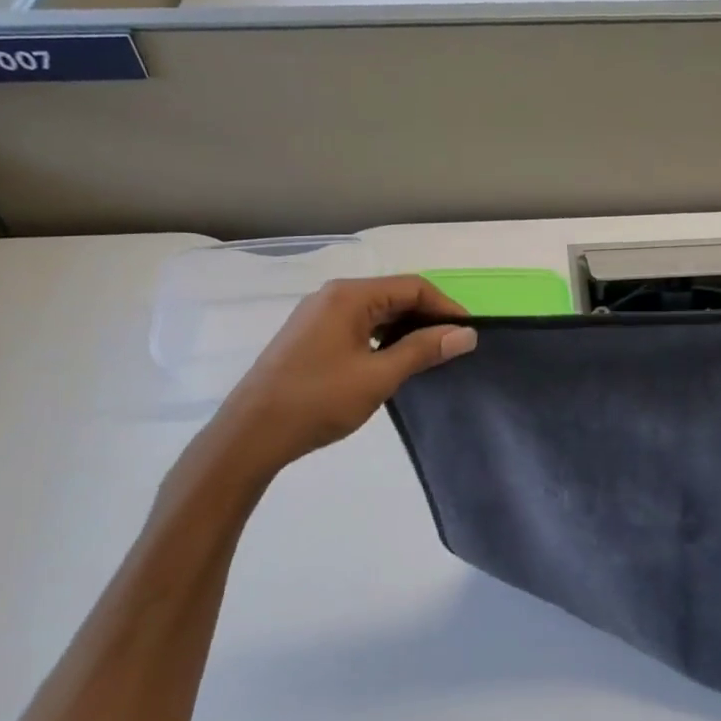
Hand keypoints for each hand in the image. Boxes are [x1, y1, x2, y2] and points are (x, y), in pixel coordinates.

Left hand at [196, 276, 476, 491]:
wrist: (251, 434)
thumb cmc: (318, 401)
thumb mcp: (378, 376)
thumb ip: (423, 350)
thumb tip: (466, 334)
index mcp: (349, 296)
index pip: (412, 287)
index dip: (446, 307)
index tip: (468, 335)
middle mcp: (333, 296)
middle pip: (394, 295)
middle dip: (427, 318)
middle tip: (454, 348)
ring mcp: (318, 316)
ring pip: (376, 312)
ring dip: (406, 330)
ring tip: (430, 358)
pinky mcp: (310, 337)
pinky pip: (358, 326)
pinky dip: (383, 339)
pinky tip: (393, 363)